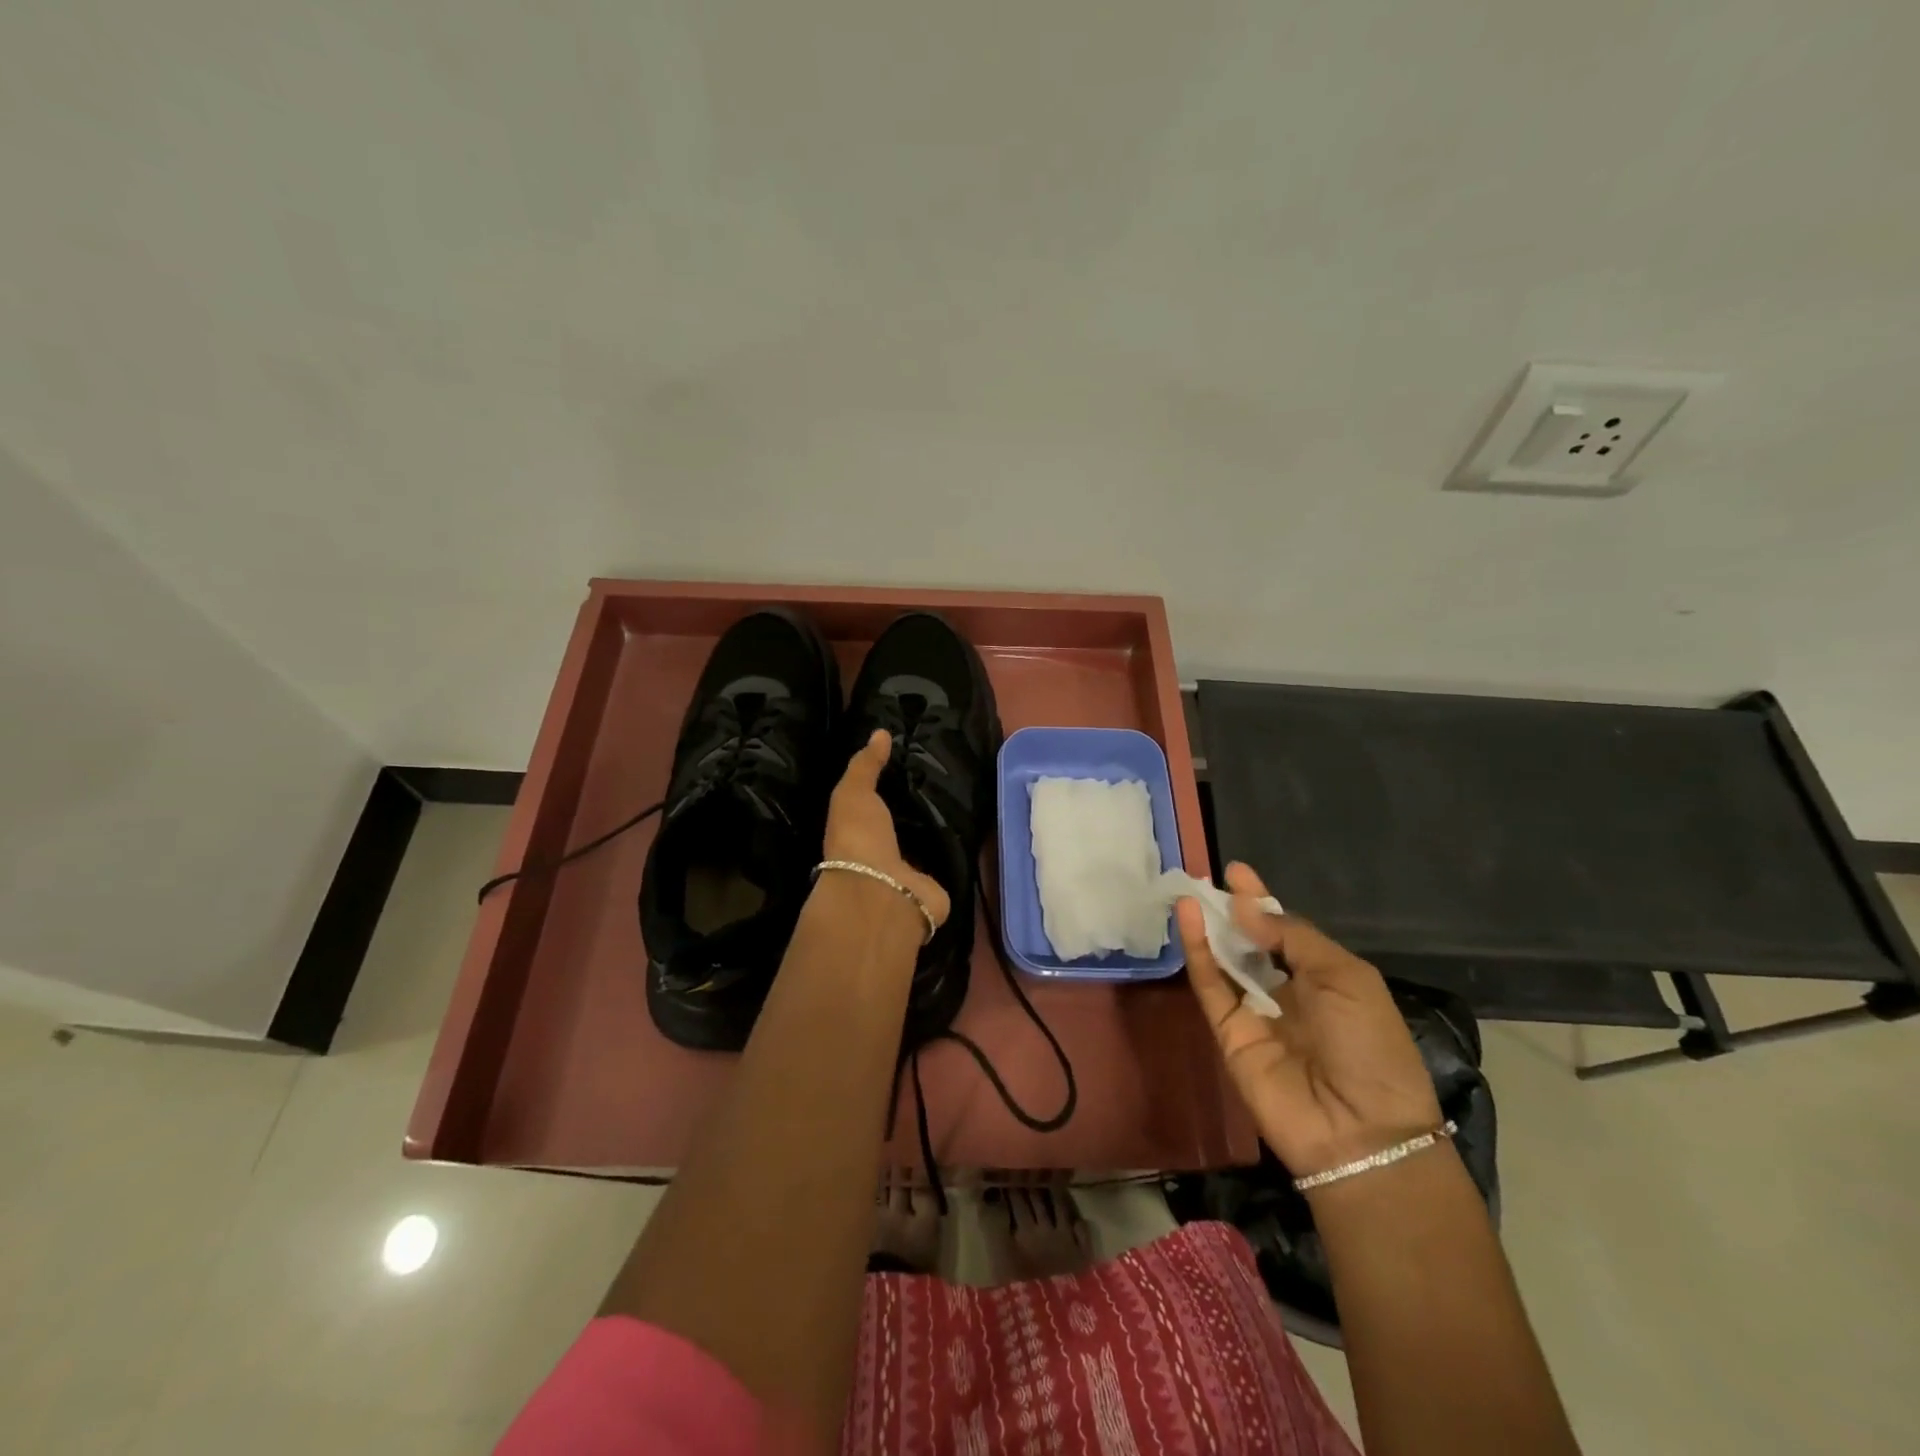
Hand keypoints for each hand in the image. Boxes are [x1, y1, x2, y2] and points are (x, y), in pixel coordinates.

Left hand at [823, 730, 949, 929]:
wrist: (882, 891)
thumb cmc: (859, 839)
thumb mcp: (853, 793)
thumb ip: (865, 765)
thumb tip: (880, 732)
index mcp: (860, 833)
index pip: (877, 807)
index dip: (891, 787)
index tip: (914, 760)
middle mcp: (884, 854)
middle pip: (906, 826)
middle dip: (921, 806)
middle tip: (948, 774)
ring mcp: (911, 874)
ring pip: (929, 843)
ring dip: (942, 827)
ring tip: (967, 793)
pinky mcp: (938, 886)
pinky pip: (951, 860)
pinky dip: (961, 848)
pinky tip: (978, 824)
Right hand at [1178, 863, 1439, 1178]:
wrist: (1360, 1131)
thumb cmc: (1370, 1046)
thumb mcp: (1346, 978)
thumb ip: (1292, 938)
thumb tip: (1245, 908)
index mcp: (1325, 979)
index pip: (1284, 931)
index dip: (1261, 901)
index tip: (1236, 872)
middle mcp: (1287, 992)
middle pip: (1249, 942)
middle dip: (1230, 910)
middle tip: (1204, 877)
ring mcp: (1254, 1012)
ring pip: (1224, 960)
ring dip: (1208, 925)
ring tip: (1189, 889)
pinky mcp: (1227, 1032)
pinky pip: (1209, 985)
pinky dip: (1196, 951)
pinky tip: (1188, 918)